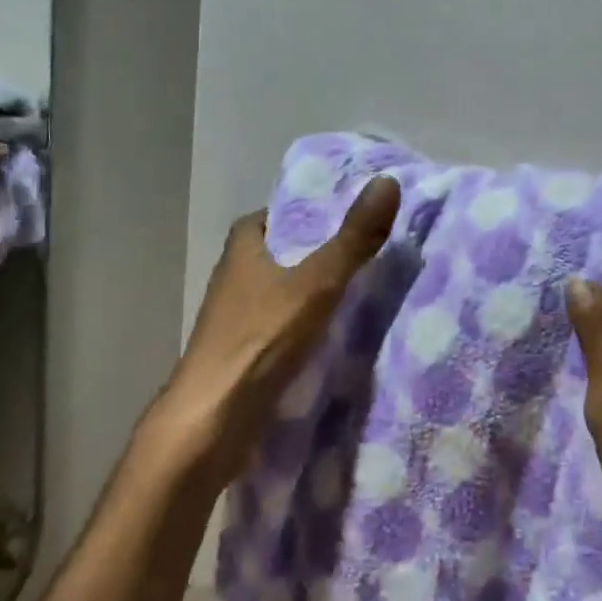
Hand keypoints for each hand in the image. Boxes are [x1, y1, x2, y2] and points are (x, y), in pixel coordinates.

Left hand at [150, 176, 400, 488]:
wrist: (214, 419)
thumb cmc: (261, 340)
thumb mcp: (316, 283)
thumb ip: (352, 239)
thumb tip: (387, 181)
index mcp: (241, 253)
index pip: (267, 218)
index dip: (298, 215)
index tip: (338, 219)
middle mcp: (232, 283)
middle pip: (274, 258)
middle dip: (310, 257)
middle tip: (359, 256)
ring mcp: (234, 324)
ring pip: (276, 298)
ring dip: (306, 296)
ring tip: (355, 296)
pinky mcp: (242, 358)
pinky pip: (279, 332)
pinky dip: (302, 331)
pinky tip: (332, 341)